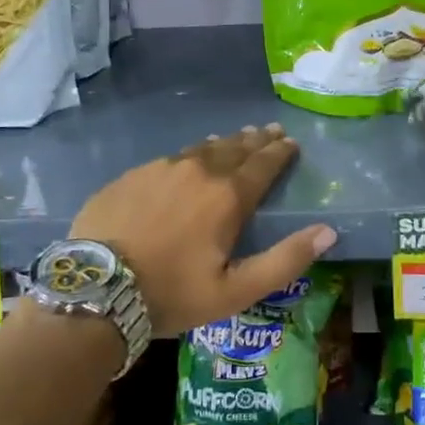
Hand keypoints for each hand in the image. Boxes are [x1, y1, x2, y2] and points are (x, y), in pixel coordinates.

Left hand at [69, 124, 336, 337]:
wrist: (96, 289)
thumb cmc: (172, 293)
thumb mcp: (236, 291)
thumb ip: (285, 260)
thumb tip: (328, 232)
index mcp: (227, 196)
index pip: (263, 164)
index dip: (280, 152)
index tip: (291, 142)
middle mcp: (198, 171)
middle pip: (234, 148)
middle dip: (256, 140)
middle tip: (270, 131)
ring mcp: (160, 169)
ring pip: (201, 148)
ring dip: (224, 143)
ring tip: (237, 138)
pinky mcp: (132, 176)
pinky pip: (170, 158)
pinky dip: (190, 155)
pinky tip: (188, 160)